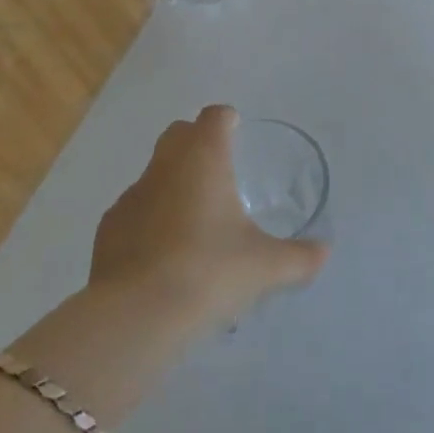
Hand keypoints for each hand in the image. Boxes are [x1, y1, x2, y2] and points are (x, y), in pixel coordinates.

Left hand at [89, 106, 328, 332]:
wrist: (137, 315)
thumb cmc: (209, 272)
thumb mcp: (265, 267)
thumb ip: (299, 257)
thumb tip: (324, 252)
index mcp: (203, 159)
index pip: (214, 117)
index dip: (227, 120)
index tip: (237, 132)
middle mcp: (164, 166)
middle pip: (178, 133)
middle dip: (196, 141)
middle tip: (219, 171)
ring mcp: (131, 196)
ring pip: (154, 172)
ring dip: (172, 183)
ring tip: (193, 220)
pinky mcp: (108, 228)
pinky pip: (134, 210)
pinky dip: (148, 218)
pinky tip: (162, 252)